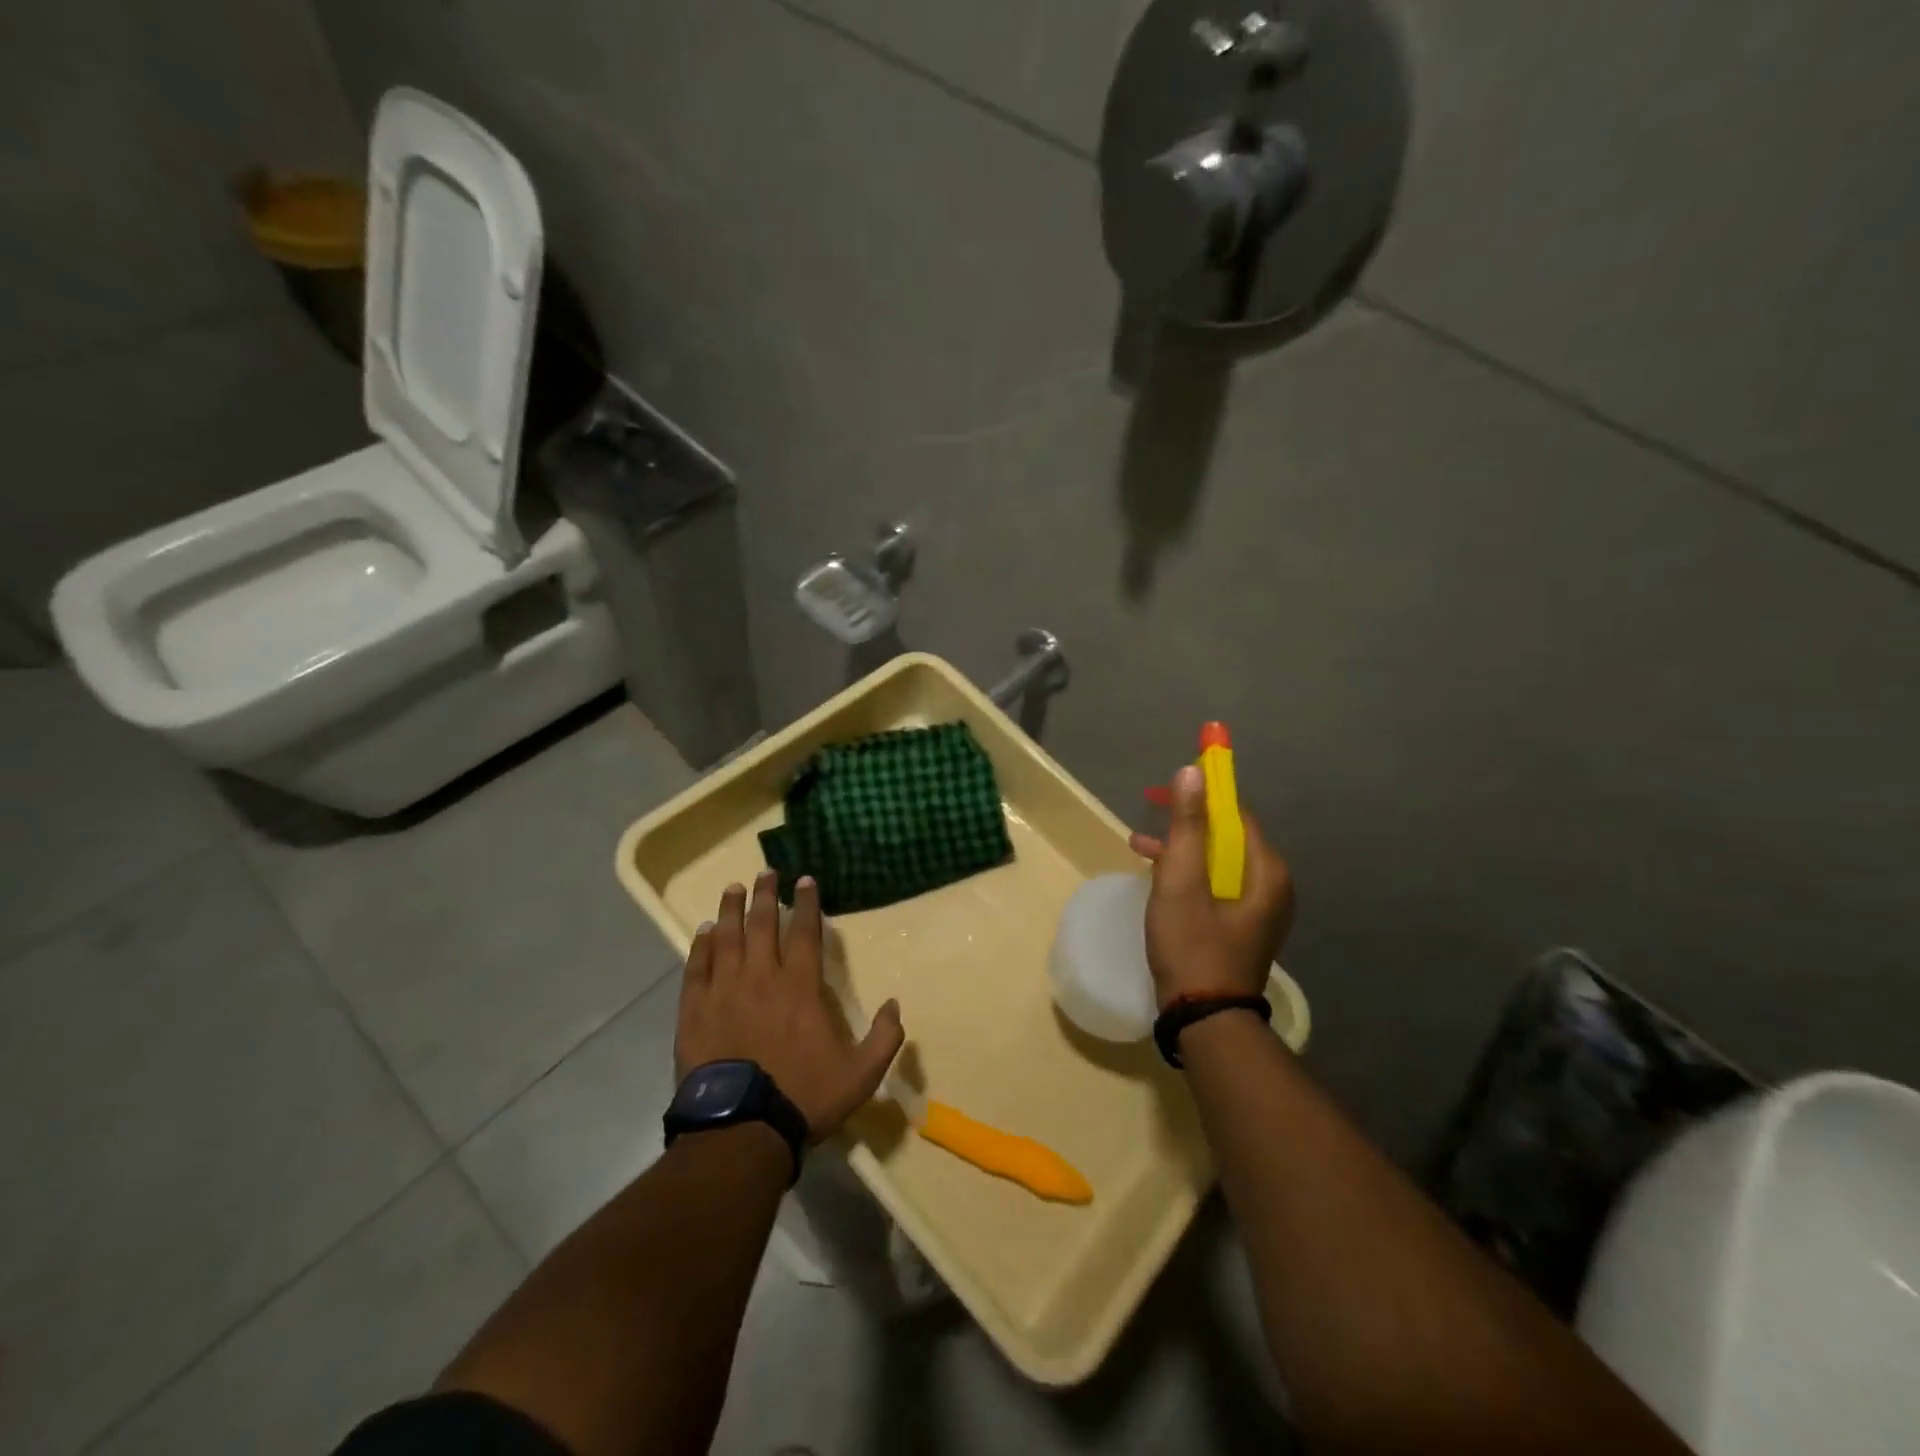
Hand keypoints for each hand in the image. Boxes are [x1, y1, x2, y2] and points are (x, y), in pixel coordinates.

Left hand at [675, 870, 905, 1138]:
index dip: (806, 903)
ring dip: (731, 910)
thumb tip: (896, 1004)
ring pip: (727, 938)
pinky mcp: (695, 1010)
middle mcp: (761, 977)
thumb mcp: (860, 1074)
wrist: (741, 1130)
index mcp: (800, 987)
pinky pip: (697, 968)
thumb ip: (884, 1038)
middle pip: (762, 925)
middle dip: (766, 894)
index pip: (805, 932)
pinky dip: (700, 947)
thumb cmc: (803, 1097)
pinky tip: (703, 932)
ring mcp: (724, 991)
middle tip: (765, 872)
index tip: (804, 880)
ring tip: (733, 889)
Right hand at [1129, 764, 1294, 1011]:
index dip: (1202, 794)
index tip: (1164, 789)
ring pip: (1217, 862)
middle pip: (1227, 836)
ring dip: (1181, 850)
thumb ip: (1187, 825)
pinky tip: (1157, 878)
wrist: (1205, 1019)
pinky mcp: (1242, 927)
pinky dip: (1188, 875)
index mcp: (1266, 871)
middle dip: (1186, 823)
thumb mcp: (1181, 881)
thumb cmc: (1192, 945)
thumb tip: (1193, 771)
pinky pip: (1216, 885)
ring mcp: (1258, 910)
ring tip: (1140, 847)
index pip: (1236, 813)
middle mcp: (1271, 886)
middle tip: (1148, 815)